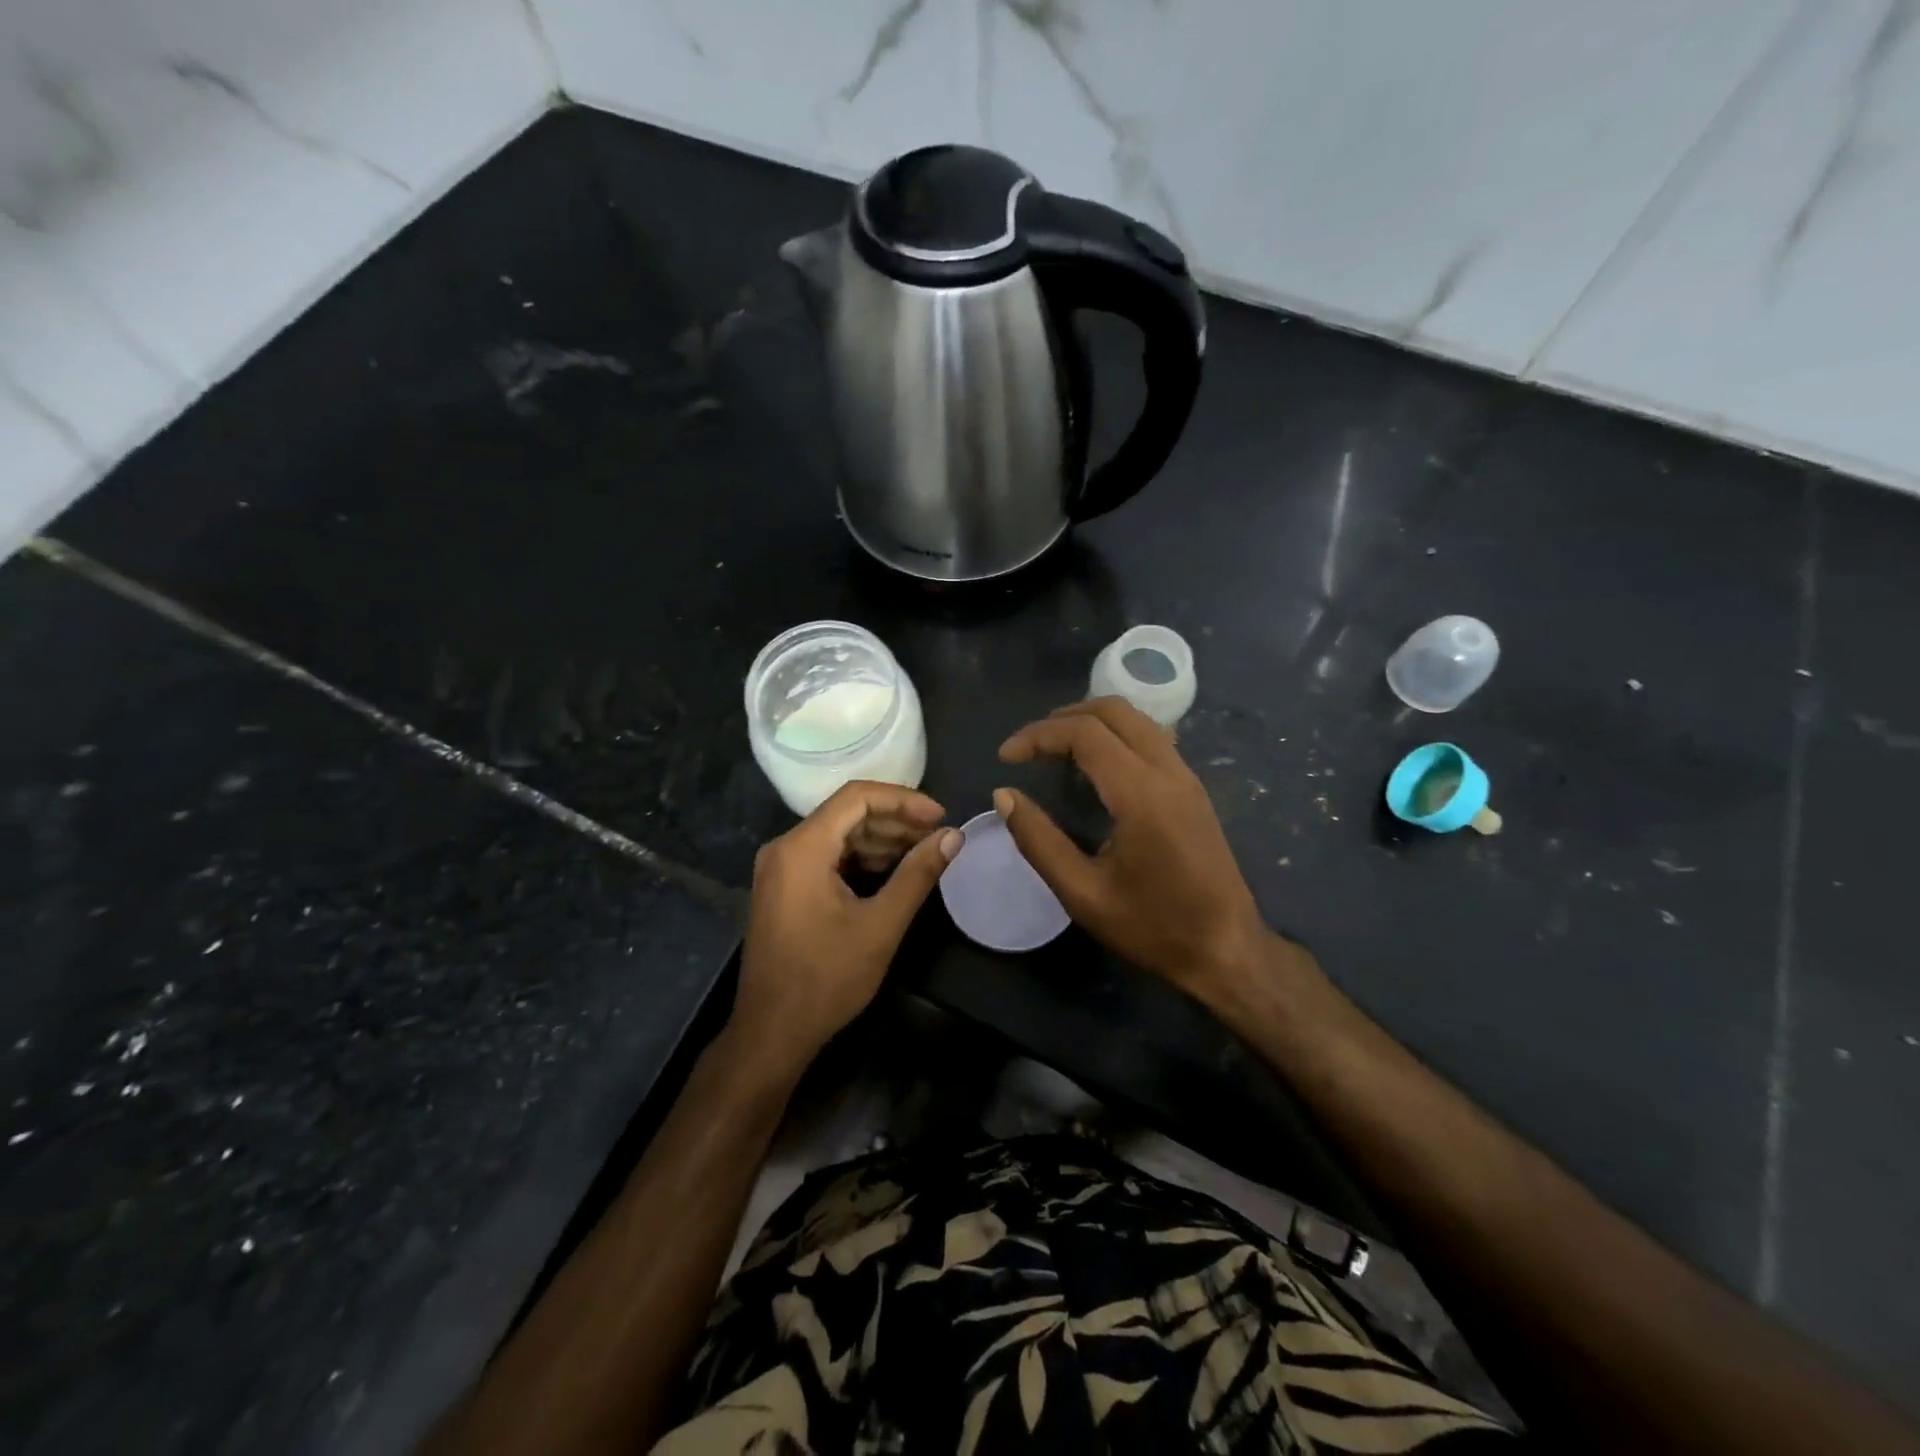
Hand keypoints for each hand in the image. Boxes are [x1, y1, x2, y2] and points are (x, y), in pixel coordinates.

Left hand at [731, 781, 960, 1078]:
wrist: (772, 1033)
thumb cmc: (826, 979)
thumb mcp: (881, 925)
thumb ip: (918, 874)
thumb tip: (953, 837)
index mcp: (802, 848)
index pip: (857, 797)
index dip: (904, 800)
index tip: (940, 817)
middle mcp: (784, 848)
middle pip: (846, 813)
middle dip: (895, 821)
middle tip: (937, 838)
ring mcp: (779, 868)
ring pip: (837, 834)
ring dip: (880, 840)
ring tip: (922, 854)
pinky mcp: (783, 888)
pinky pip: (825, 856)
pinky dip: (860, 858)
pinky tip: (891, 872)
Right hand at [996, 698, 1271, 1001]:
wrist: (1227, 951)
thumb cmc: (1153, 928)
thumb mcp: (1083, 894)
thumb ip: (1039, 841)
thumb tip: (1004, 796)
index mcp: (1142, 795)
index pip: (1084, 733)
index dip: (1038, 736)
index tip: (1005, 757)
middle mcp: (1169, 772)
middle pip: (1114, 710)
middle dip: (1063, 717)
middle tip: (1029, 747)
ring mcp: (1187, 778)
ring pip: (1136, 720)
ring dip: (1091, 722)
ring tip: (1054, 750)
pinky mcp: (1193, 790)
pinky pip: (1151, 739)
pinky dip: (1115, 736)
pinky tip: (1094, 767)